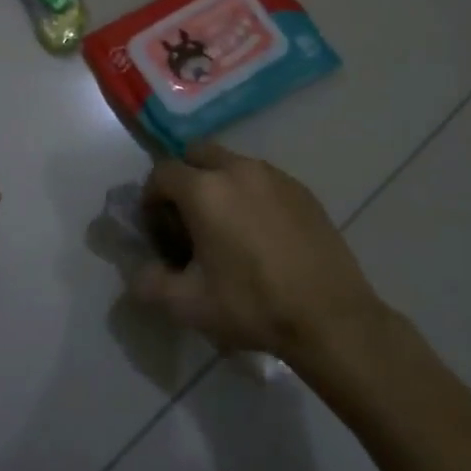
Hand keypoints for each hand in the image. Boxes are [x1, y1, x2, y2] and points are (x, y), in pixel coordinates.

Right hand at [129, 144, 381, 361]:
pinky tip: (260, 235)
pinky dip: (250, 195)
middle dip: (184, 179)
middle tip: (188, 219)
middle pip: (196, 154)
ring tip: (226, 228)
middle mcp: (238, 169)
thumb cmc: (253, 305)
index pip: (161, 173)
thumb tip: (139, 273)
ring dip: (218, 184)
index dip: (151, 198)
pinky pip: (263, 180)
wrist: (330, 317)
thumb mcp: (188, 305)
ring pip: (232, 164)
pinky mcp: (302, 190)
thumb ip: (150, 284)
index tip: (159, 229)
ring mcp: (275, 176)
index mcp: (205, 190)